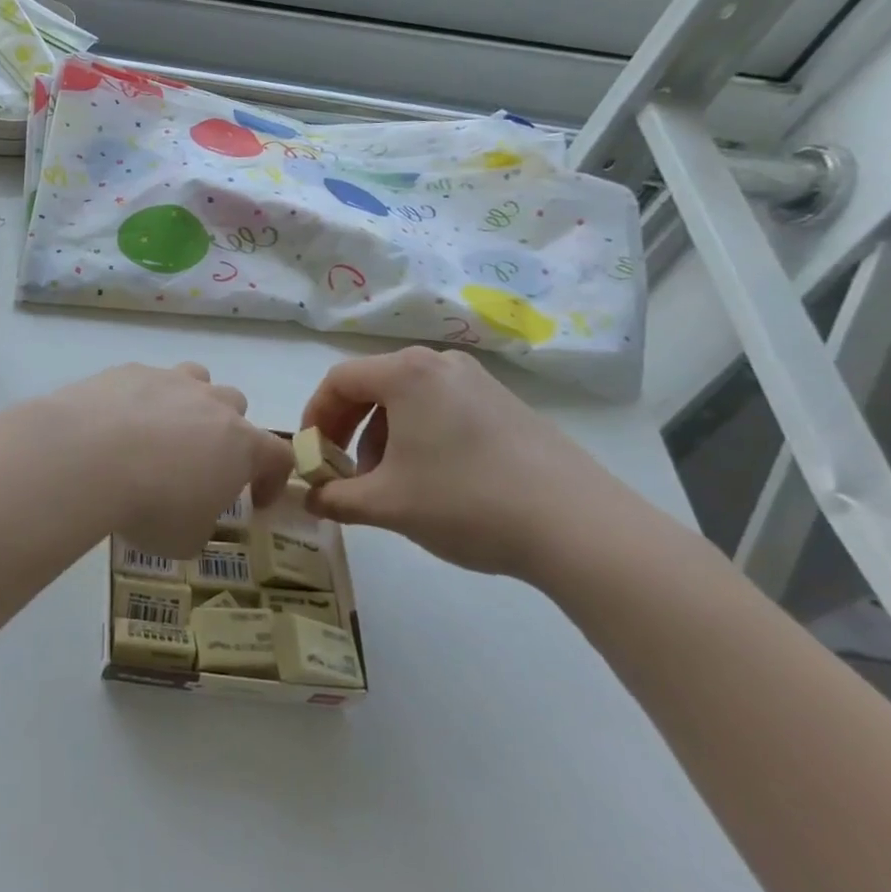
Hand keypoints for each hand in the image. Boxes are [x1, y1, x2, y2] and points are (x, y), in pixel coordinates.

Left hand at [16, 363, 294, 559]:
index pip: (278, 455)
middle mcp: (210, 403)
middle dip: (226, 431)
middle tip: (201, 461)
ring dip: (189, 402)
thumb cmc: (150, 504)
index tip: (257, 500)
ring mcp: (168, 380)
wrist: (87, 456)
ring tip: (163, 431)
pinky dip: (140, 400)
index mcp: (240, 444)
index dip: (273, 478)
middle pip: (235, 405)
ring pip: (195, 379)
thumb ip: (200, 521)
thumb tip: (191, 514)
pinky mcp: (127, 371)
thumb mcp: (185, 537)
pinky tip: (116, 424)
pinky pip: (145, 380)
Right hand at [300, 347, 630, 579]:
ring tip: (389, 483)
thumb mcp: (386, 505)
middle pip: (372, 385)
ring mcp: (479, 381)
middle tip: (342, 470)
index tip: (310, 455)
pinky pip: (442, 408)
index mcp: (405, 373)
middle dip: (347, 428)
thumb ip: (335, 498)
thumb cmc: (465, 501)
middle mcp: (440, 364)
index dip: (313, 417)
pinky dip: (419, 435)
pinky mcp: (507, 405)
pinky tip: (434, 480)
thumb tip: (309, 498)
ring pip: (408, 399)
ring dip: (382, 435)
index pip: (338, 381)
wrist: (580, 527)